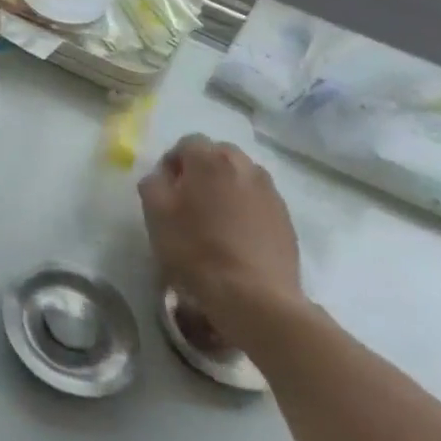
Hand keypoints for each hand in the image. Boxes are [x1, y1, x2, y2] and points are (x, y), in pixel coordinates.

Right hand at [138, 134, 303, 349]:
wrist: (255, 297)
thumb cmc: (196, 249)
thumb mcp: (155, 212)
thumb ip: (153, 183)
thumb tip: (163, 177)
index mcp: (211, 159)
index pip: (187, 142)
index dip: (172, 162)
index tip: (165, 189)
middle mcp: (245, 167)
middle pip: (218, 155)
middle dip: (202, 170)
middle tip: (188, 200)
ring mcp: (271, 193)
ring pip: (241, 177)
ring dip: (225, 188)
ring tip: (214, 219)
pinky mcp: (287, 220)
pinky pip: (258, 201)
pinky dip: (245, 209)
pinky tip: (236, 236)